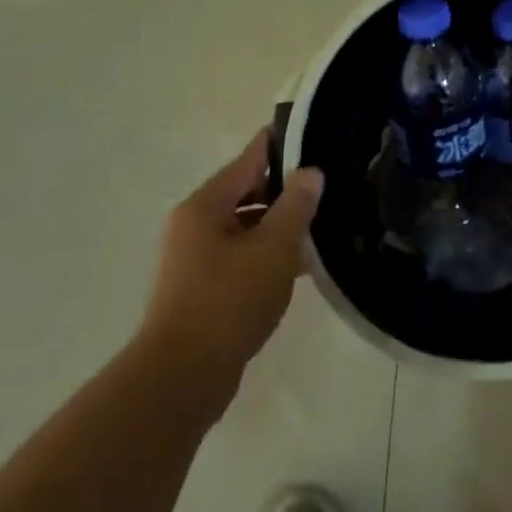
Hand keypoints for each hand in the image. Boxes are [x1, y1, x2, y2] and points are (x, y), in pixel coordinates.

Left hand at [140, 129, 323, 408]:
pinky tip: (300, 266)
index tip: (315, 133)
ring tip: (322, 225)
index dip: (282, 144)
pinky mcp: (203, 288)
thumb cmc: (228, 302)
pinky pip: (242, 256)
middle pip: (248, 191)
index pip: (250, 158)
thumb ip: (296, 205)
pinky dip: (268, 254)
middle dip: (287, 189)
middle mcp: (195, 224)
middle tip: (330, 185)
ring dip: (280, 225)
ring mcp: (196, 258)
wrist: (181, 379)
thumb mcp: (273, 248)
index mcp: (206, 204)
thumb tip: (311, 171)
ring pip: (247, 227)